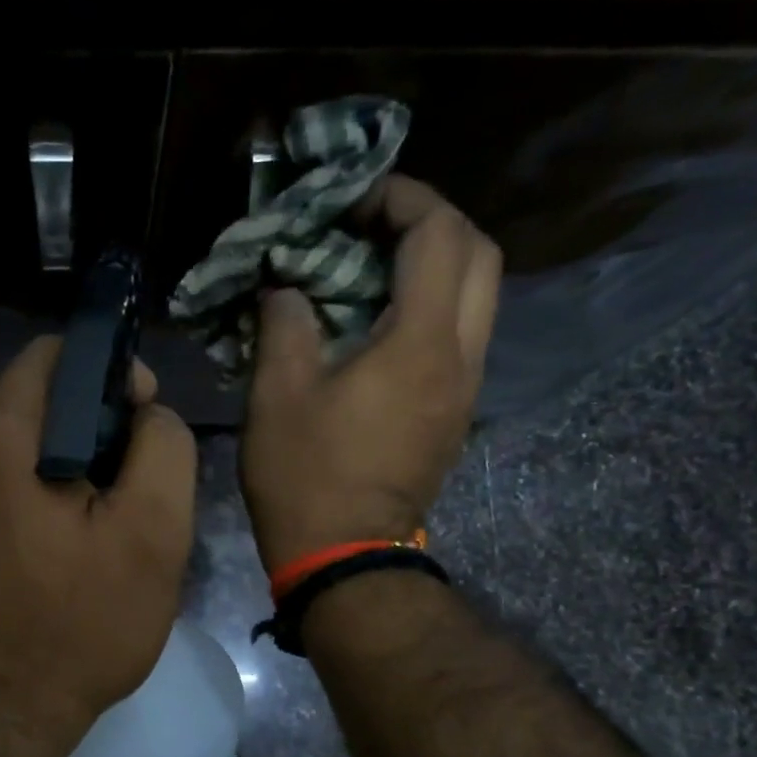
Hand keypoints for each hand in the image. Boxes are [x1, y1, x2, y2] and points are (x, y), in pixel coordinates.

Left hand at [0, 336, 197, 756]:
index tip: (144, 422)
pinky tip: (61, 546)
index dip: (112, 374)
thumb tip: (147, 415)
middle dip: (94, 428)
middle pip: (37, 400)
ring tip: (100, 526)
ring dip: (67, 465)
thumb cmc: (79, 627)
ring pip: (19, 443)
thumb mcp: (152, 535)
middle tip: (131, 490)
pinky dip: (36, 493)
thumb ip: (163, 449)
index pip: (56, 355)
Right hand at [240, 175, 500, 572]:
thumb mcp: (277, 395)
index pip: (440, 234)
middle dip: (433, 223)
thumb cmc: (306, 476)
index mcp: (422, 343)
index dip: (403, 199)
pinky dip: (432, 308)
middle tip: (373, 227)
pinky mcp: (454, 415)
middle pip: (480, 256)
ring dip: (436, 267)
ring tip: (373, 270)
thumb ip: (285, 323)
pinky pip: (461, 337)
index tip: (356, 200)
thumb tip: (287, 288)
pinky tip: (381, 324)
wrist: (345, 557)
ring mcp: (465, 390)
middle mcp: (462, 357)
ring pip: (478, 298)